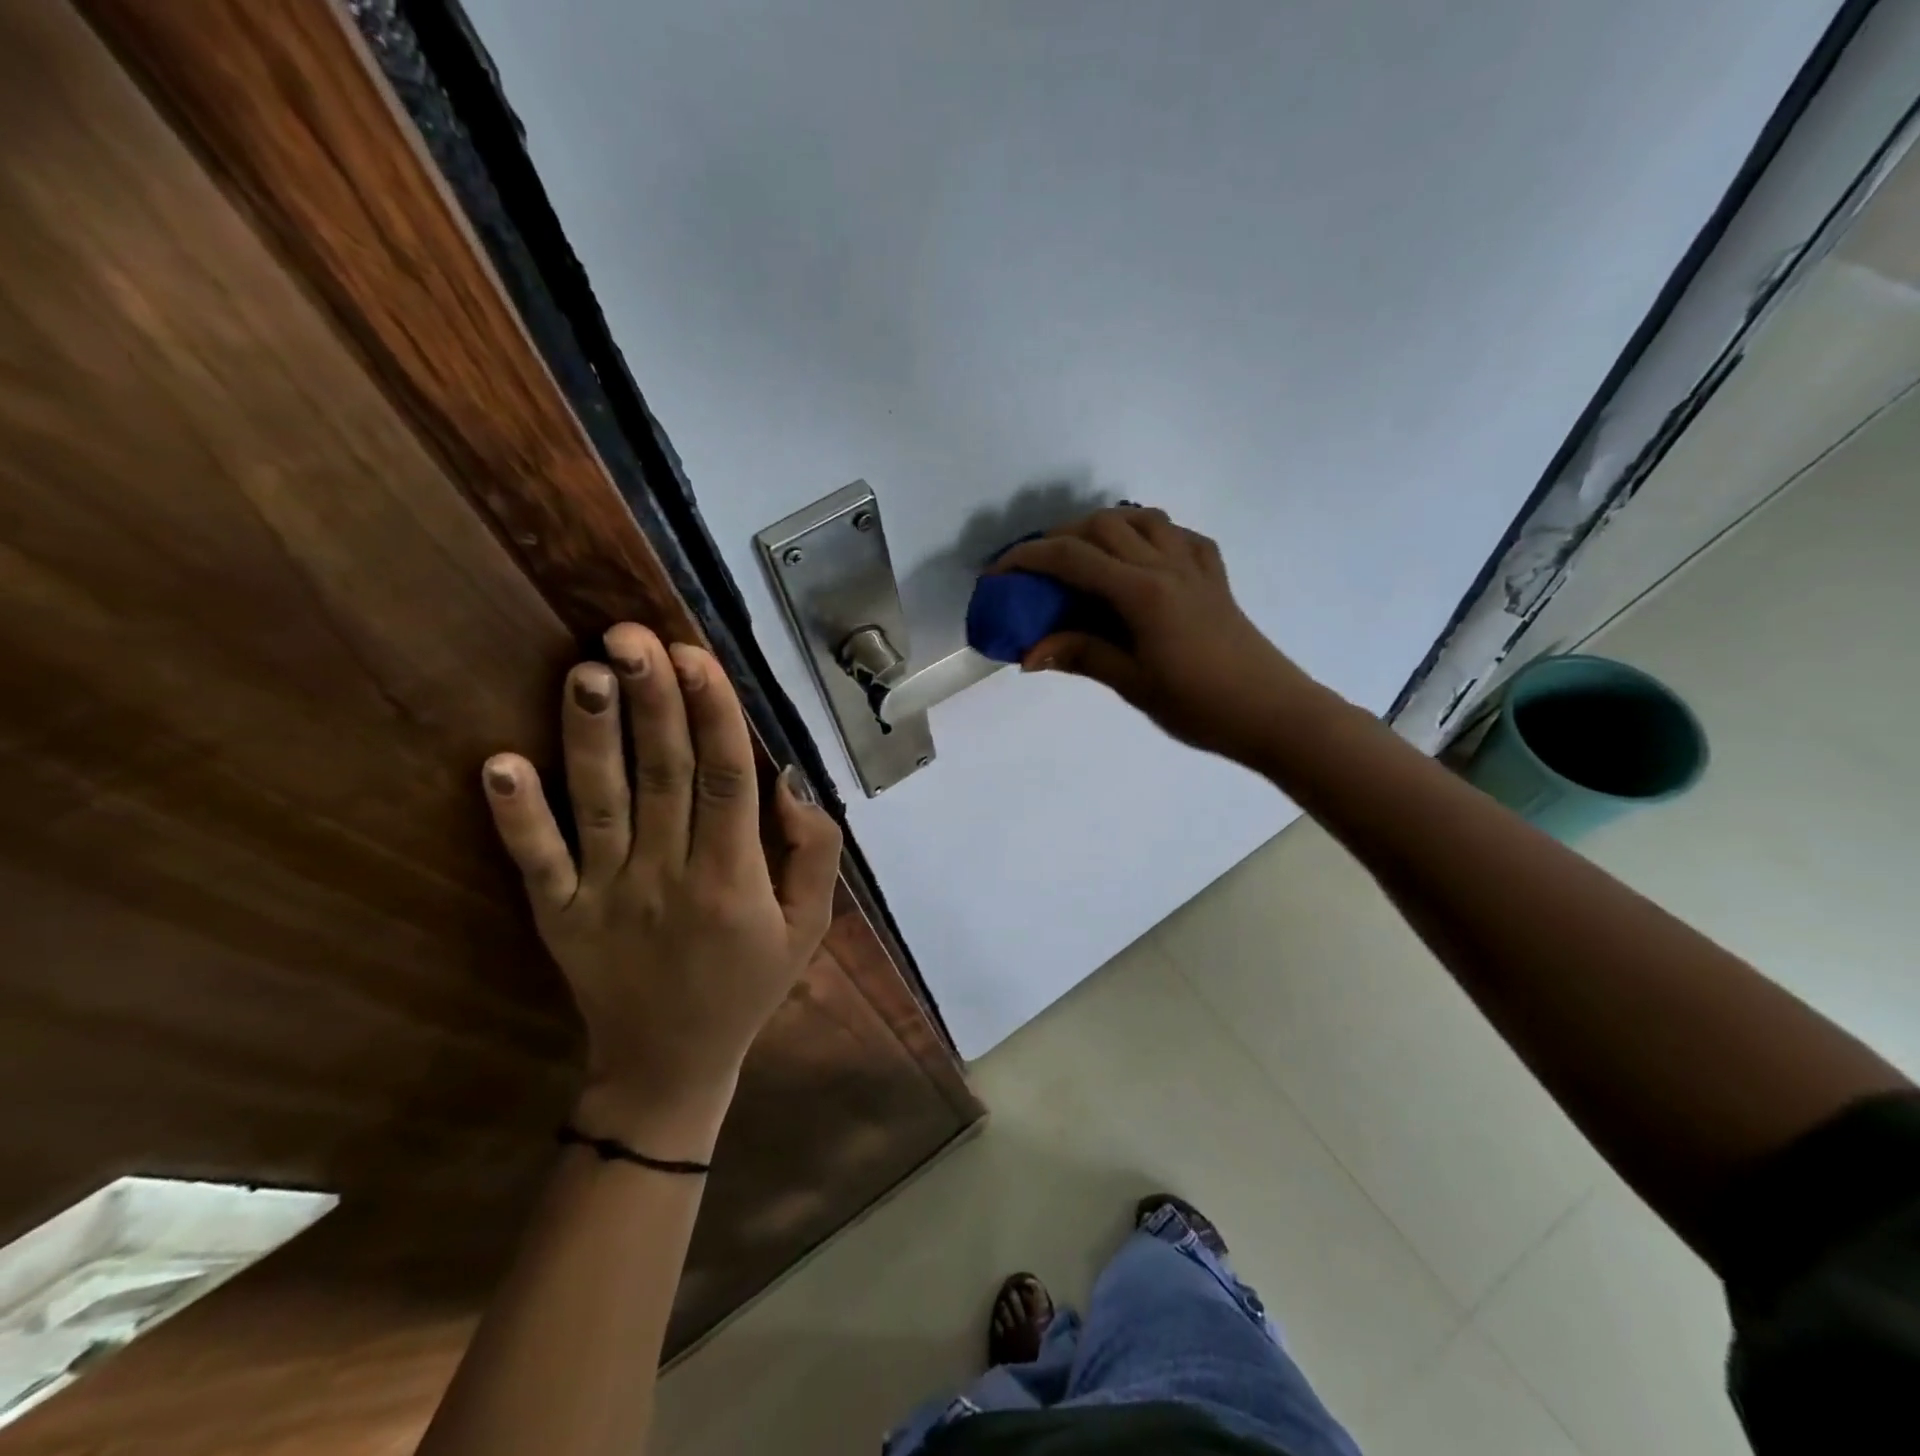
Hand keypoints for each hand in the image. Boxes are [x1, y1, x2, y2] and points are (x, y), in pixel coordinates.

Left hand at [481, 623, 842, 1160]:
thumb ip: (814, 852)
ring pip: (600, 803)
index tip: (696, 655)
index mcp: (734, 878)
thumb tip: (791, 781)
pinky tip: (499, 764)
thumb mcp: (810, 925)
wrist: (669, 1065)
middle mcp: (668, 876)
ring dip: (591, 735)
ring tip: (585, 670)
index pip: (727, 779)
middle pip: (663, 774)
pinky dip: (517, 815)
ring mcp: (606, 895)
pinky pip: (537, 861)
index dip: (713, 714)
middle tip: (632, 634)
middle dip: (652, 699)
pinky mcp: (558, 915)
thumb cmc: (749, 984)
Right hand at [994, 507, 1324, 765]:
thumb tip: (1028, 655)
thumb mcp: (1133, 684)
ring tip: (1083, 555)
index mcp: (1142, 593)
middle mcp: (1167, 565)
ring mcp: (1196, 566)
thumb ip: (1081, 656)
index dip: (1028, 558)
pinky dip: (1149, 535)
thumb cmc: (1199, 705)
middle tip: (1037, 567)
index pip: (1073, 558)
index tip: (998, 571)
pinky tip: (1140, 559)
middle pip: (1104, 525)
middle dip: (1061, 536)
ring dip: (1105, 527)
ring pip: (1143, 519)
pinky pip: (1179, 536)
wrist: (1272, 713)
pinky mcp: (1216, 577)